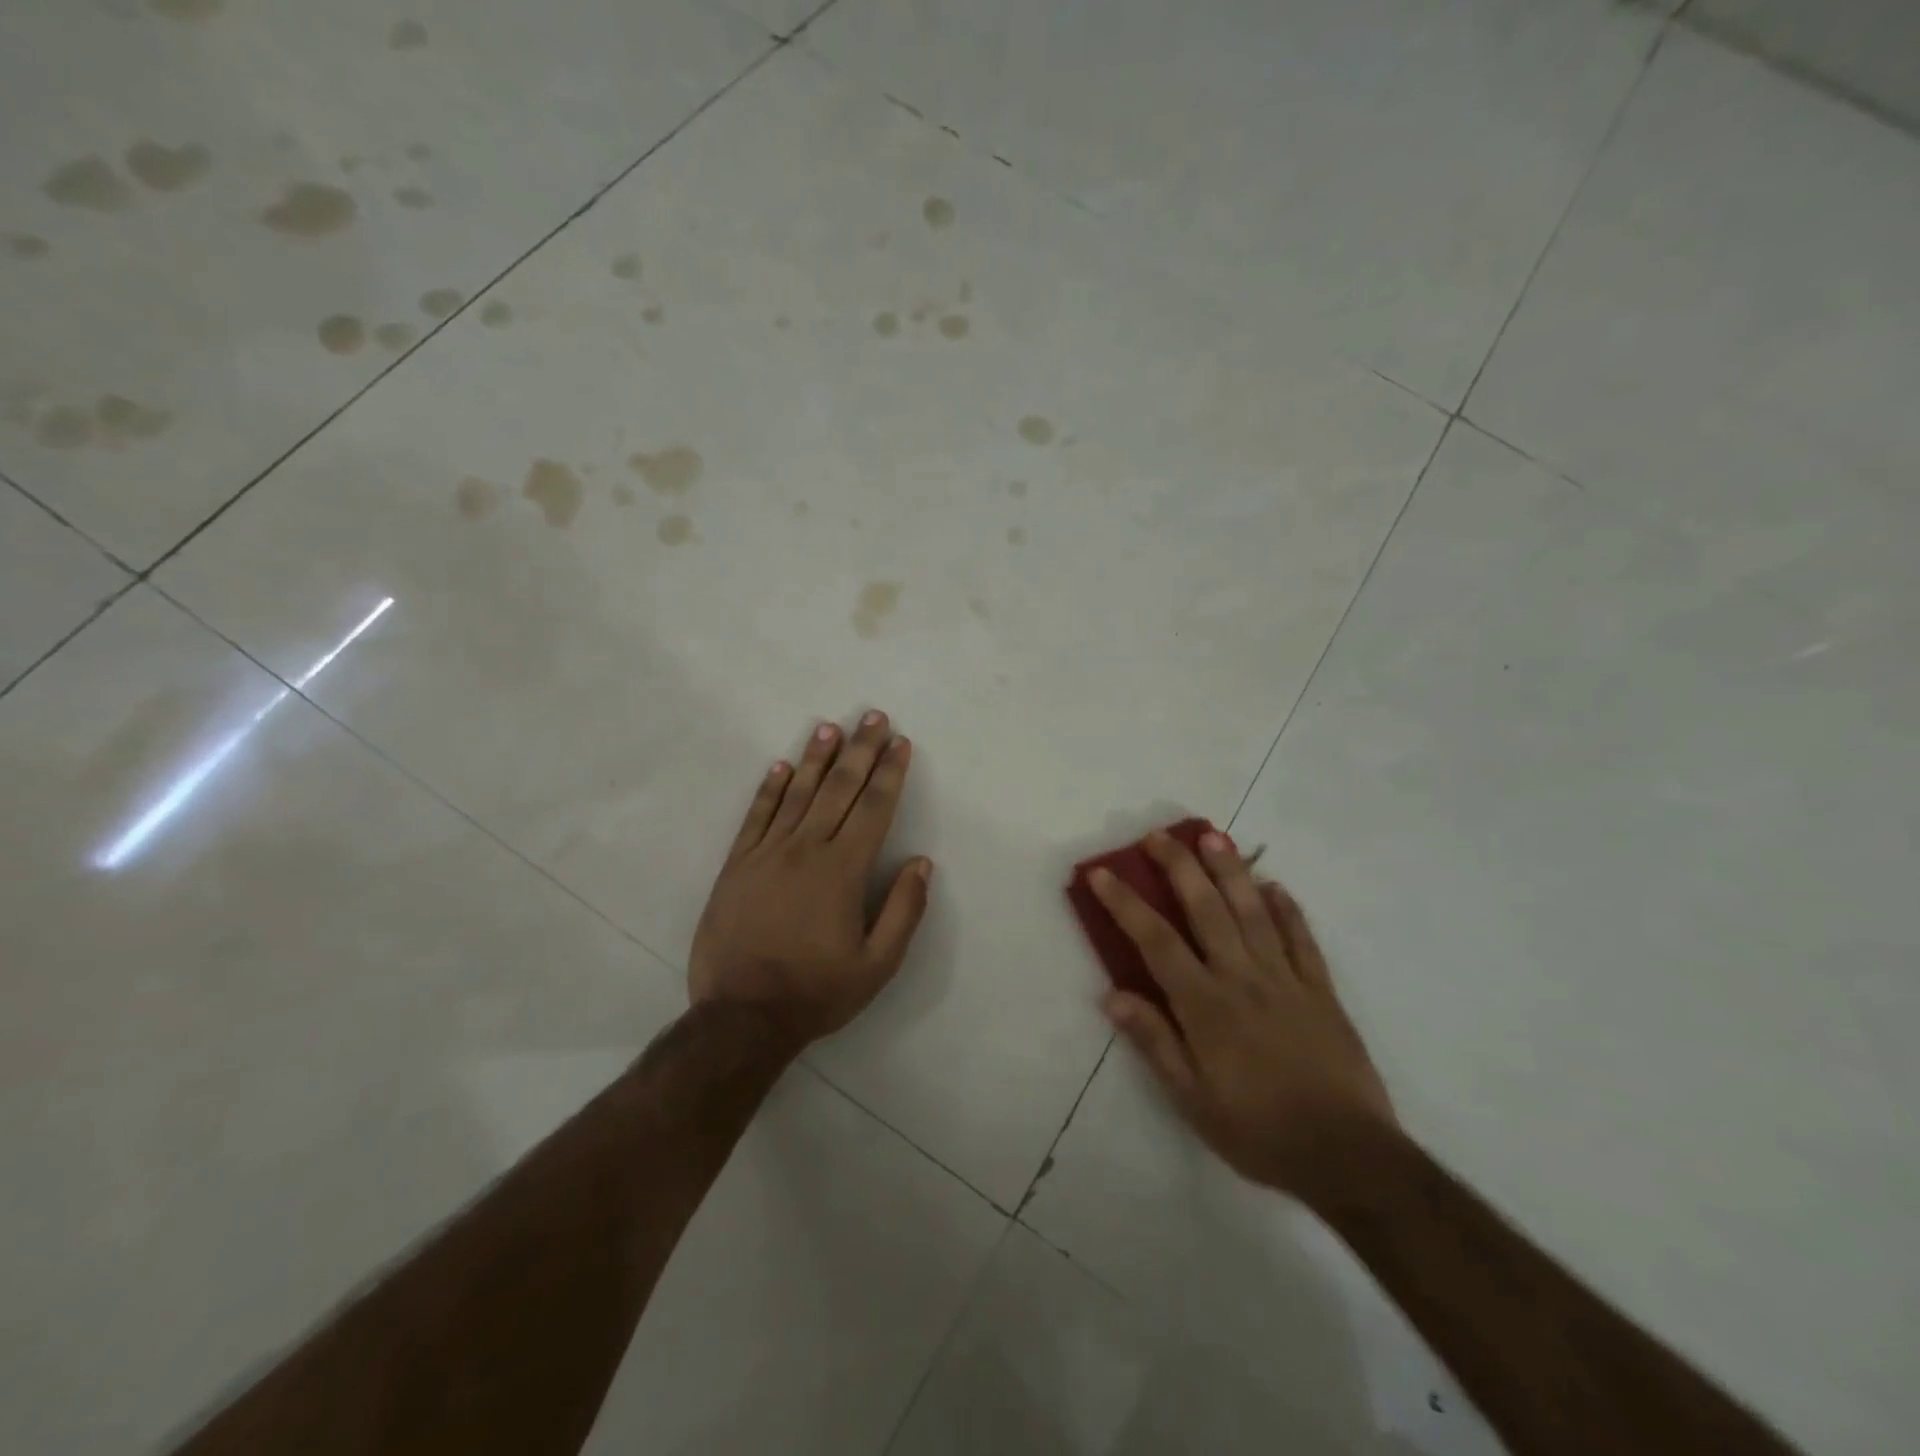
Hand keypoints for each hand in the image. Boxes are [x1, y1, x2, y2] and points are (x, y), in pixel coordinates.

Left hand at [689, 711, 932, 1044]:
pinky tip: (782, 766)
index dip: (890, 773)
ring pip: (797, 793)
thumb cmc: (816, 992)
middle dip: (860, 750)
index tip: (900, 743)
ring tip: (831, 728)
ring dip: (817, 758)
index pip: (874, 808)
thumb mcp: (876, 966)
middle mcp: (806, 850)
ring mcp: (767, 854)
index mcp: (843, 871)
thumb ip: (903, 911)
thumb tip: (922, 863)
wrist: (741, 1016)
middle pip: (839, 789)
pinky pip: (756, 816)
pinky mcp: (737, 865)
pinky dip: (770, 788)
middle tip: (873, 717)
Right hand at [1090, 830, 1395, 1203]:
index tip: (1102, 873)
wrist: (1348, 1157)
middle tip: (1159, 835)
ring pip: (1253, 912)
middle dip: (1179, 867)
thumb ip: (1154, 1042)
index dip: (1125, 903)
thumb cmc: (1258, 1131)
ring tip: (1213, 837)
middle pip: (1206, 909)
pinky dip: (1289, 909)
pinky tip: (1276, 885)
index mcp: (1205, 1005)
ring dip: (1230, 871)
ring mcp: (1286, 979)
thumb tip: (1112, 994)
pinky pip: (1303, 939)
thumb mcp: (1192, 1099)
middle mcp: (1242, 978)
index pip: (1155, 941)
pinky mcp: (1321, 990)